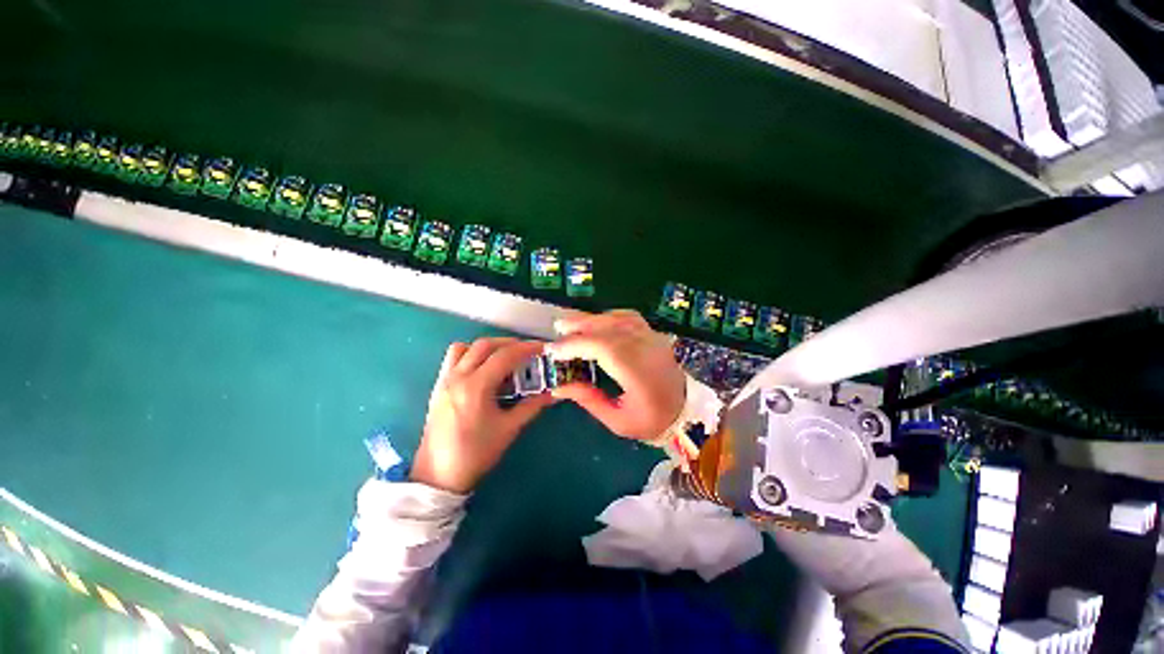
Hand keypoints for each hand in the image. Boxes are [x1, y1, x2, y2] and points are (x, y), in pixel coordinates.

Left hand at [411, 338, 552, 492]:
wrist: (438, 475)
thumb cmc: (475, 454)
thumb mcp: (508, 429)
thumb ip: (531, 407)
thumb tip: (552, 394)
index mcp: (476, 387)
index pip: (505, 356)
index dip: (526, 348)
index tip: (542, 348)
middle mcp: (458, 377)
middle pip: (485, 345)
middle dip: (509, 343)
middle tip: (527, 351)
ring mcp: (445, 380)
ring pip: (466, 347)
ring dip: (488, 346)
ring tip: (504, 357)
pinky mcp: (438, 386)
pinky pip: (453, 358)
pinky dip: (471, 354)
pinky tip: (483, 369)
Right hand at [546, 310, 684, 440]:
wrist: (685, 411)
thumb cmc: (651, 421)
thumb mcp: (617, 421)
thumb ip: (588, 400)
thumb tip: (558, 387)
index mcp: (640, 375)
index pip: (605, 348)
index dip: (577, 345)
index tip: (555, 351)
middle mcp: (648, 351)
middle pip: (611, 328)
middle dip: (581, 325)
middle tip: (558, 328)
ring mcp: (654, 339)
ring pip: (620, 319)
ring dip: (593, 318)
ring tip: (572, 323)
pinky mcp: (654, 335)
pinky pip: (629, 317)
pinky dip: (609, 316)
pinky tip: (596, 322)